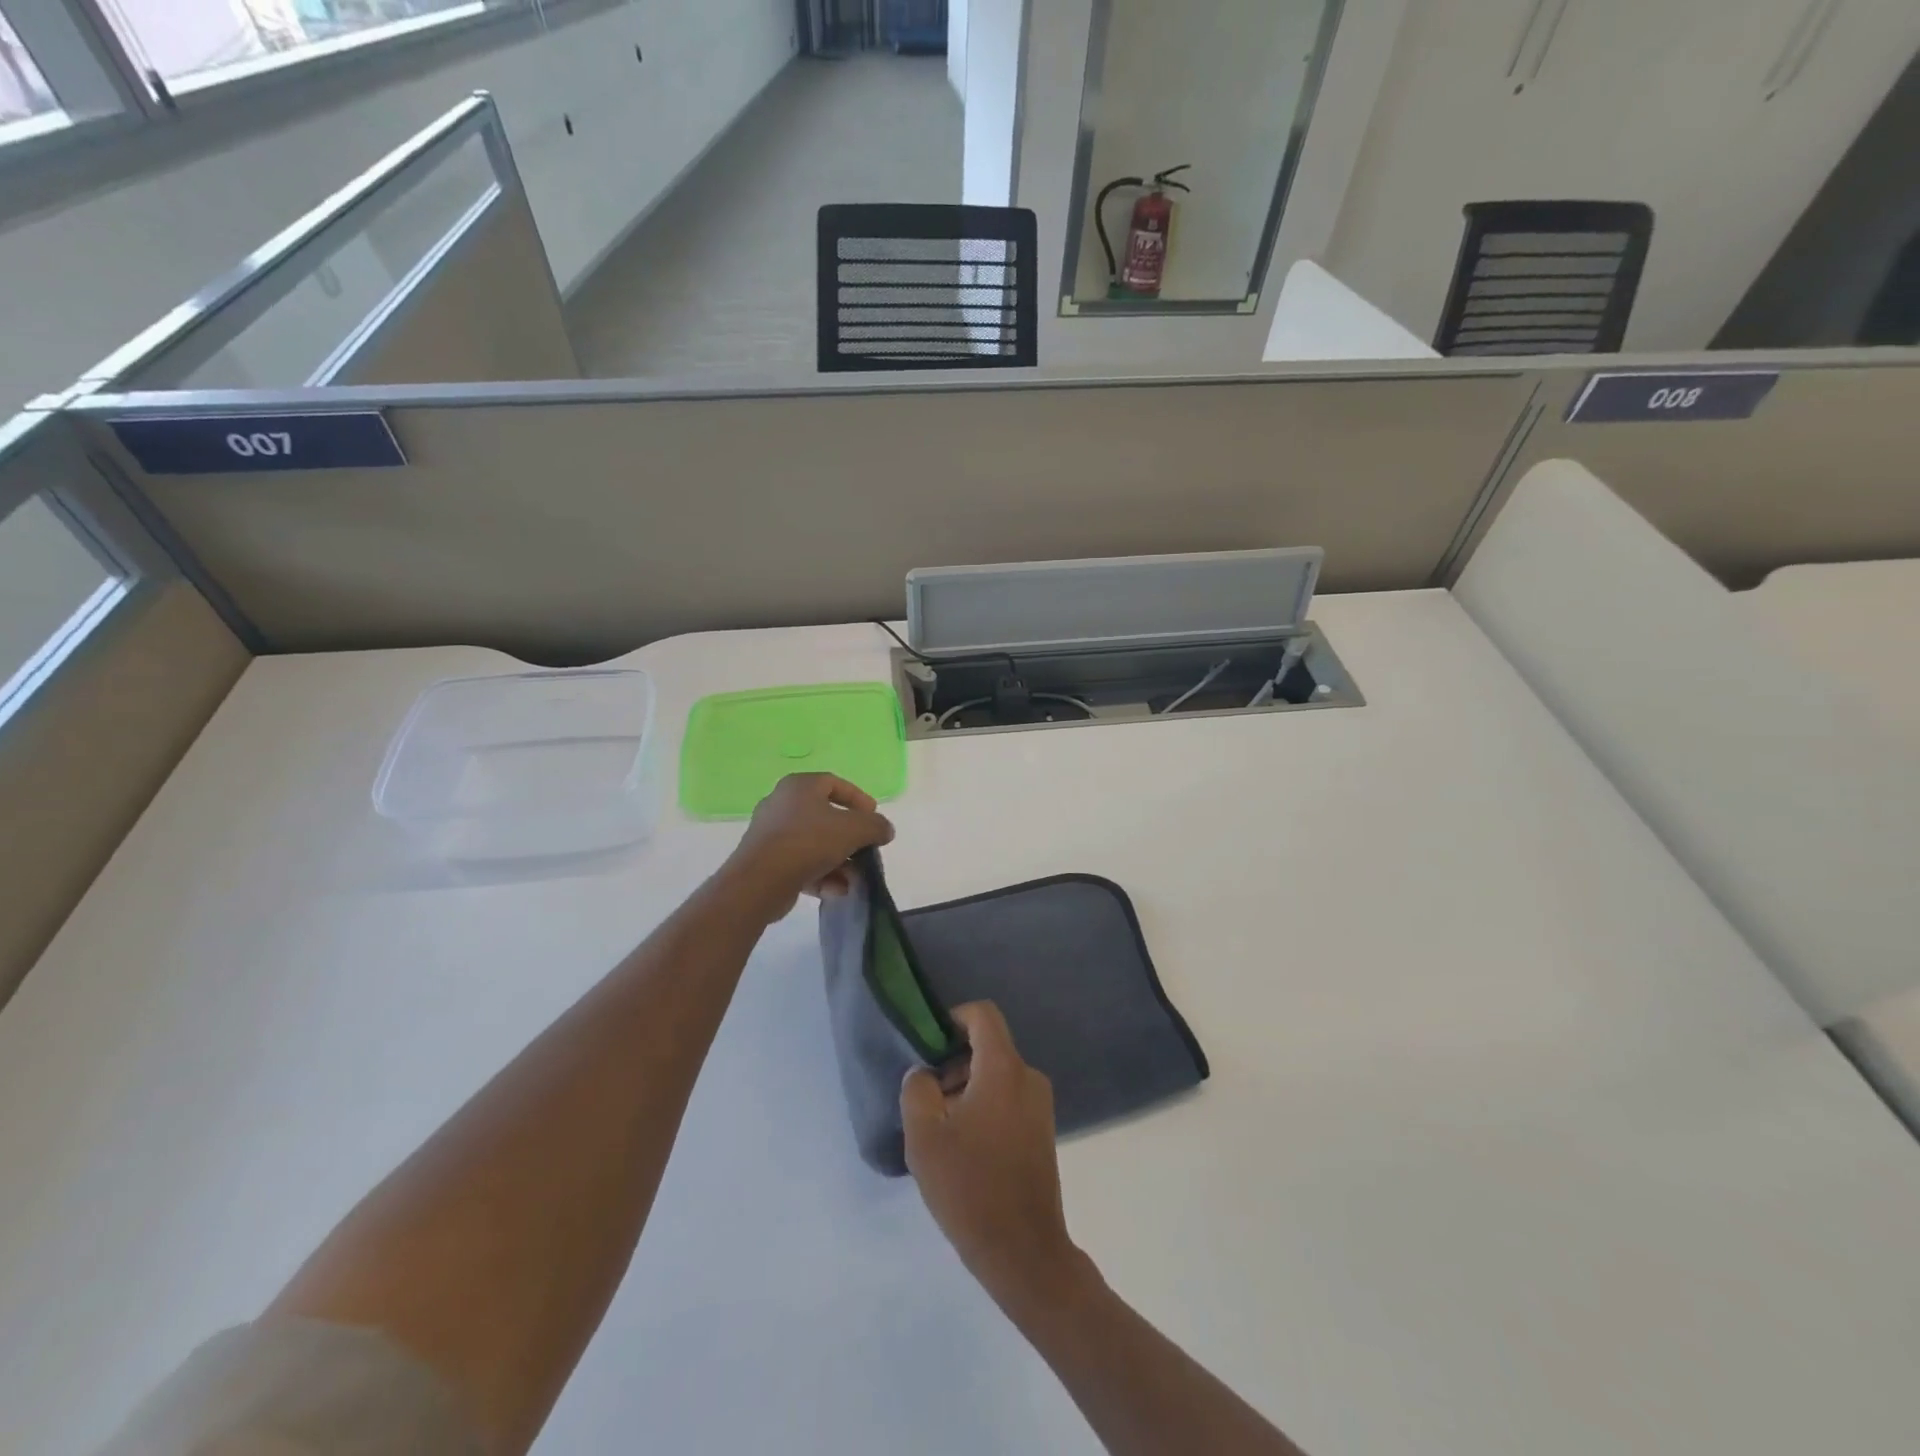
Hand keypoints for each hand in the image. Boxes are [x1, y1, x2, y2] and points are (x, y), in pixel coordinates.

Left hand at [720, 773, 894, 921]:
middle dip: (850, 837)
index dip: (858, 798)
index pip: (834, 783)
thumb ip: (875, 826)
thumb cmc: (809, 842)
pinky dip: (821, 875)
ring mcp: (771, 834)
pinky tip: (836, 891)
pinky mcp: (766, 861)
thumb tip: (885, 829)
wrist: (760, 880)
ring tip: (854, 879)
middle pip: (825, 817)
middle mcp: (781, 804)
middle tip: (866, 849)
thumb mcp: (854, 829)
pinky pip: (800, 863)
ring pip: (814, 844)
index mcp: (799, 786)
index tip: (874, 816)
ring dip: (838, 861)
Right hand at [902, 1002, 1093, 1317]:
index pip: (982, 1015)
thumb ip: (917, 1091)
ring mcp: (1040, 1105)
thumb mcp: (924, 1137)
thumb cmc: (970, 1188)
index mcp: (1004, 1068)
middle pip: (988, 1047)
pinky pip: (1009, 1099)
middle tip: (928, 1103)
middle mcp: (1028, 1077)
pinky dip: (985, 1108)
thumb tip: (925, 1074)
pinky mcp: (1043, 1131)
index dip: (953, 1020)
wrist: (1024, 1253)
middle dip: (954, 1064)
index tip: (929, 1049)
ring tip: (943, 1133)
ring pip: (997, 1076)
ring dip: (967, 1090)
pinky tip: (966, 1150)